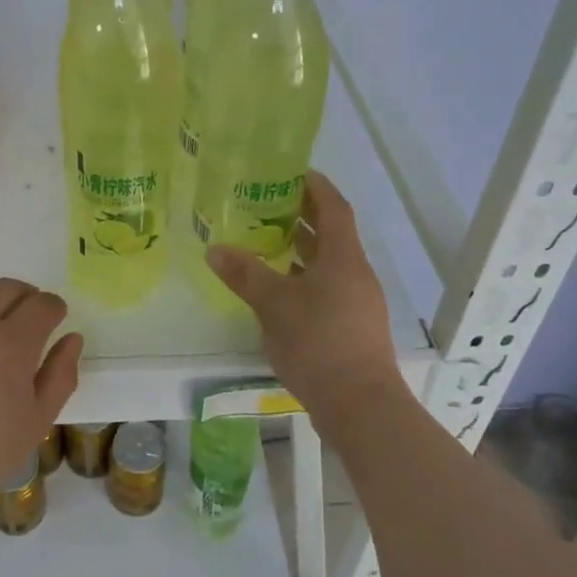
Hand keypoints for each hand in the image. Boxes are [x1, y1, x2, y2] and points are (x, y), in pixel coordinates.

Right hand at [206, 171, 401, 422]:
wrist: (361, 406)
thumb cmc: (319, 343)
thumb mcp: (275, 305)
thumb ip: (245, 274)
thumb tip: (215, 249)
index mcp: (343, 257)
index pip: (334, 206)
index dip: (315, 185)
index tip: (291, 170)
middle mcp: (355, 273)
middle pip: (331, 233)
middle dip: (301, 216)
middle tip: (266, 203)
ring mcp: (357, 302)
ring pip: (328, 264)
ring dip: (301, 249)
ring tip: (265, 241)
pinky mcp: (352, 327)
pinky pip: (327, 288)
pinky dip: (303, 278)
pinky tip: (277, 290)